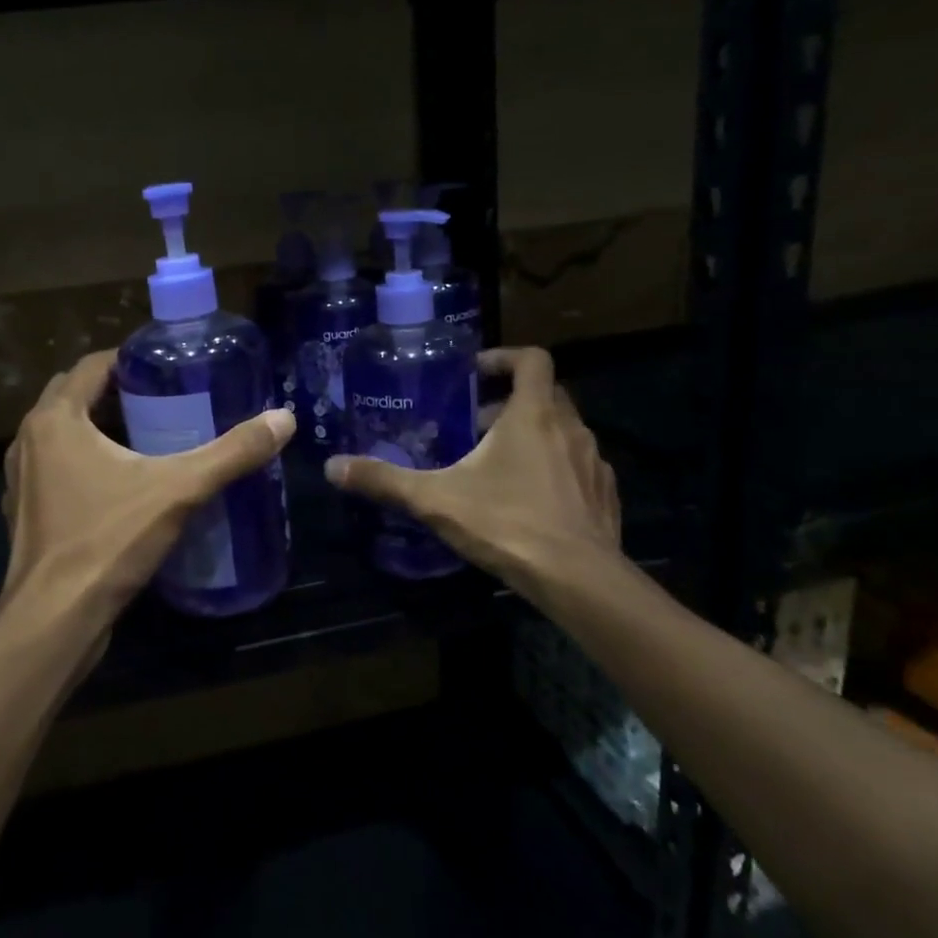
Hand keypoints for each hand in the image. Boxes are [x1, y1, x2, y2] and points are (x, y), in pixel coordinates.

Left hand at [0, 350, 295, 659]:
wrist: (54, 621)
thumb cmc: (107, 541)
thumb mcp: (178, 490)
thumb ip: (231, 453)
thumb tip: (284, 419)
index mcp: (55, 419)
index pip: (92, 366)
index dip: (130, 360)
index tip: (168, 366)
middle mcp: (29, 441)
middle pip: (75, 397)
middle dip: (116, 392)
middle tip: (165, 399)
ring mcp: (22, 480)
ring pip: (64, 437)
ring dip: (99, 429)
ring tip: (150, 438)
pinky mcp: (27, 514)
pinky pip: (58, 471)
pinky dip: (86, 465)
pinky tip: (122, 487)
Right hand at [323, 346, 620, 590]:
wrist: (580, 580)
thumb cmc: (508, 523)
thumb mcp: (435, 500)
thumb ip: (384, 481)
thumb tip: (332, 467)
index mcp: (534, 415)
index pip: (532, 359)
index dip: (504, 357)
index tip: (475, 373)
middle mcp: (571, 428)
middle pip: (545, 394)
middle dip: (509, 403)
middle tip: (473, 425)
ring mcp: (594, 463)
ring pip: (563, 432)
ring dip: (533, 436)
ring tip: (497, 465)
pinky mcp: (605, 496)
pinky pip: (578, 467)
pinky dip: (555, 469)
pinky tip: (530, 500)